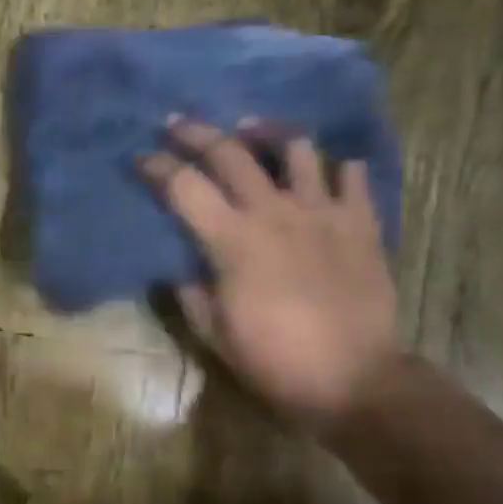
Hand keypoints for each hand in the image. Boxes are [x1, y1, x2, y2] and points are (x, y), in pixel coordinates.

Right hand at [142, 118, 398, 424]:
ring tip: (255, 132)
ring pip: (296, 148)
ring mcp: (322, 212)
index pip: (184, 186)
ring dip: (268, 134)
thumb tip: (178, 270)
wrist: (354, 380)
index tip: (141, 158)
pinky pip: (352, 176)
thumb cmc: (274, 360)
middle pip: (230, 152)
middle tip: (178, 123)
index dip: (157, 166)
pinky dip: (337, 168)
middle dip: (197, 132)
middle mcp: (274, 212)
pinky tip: (327, 173)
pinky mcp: (361, 223)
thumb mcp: (214, 333)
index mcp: (232, 240)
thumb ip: (190, 293)